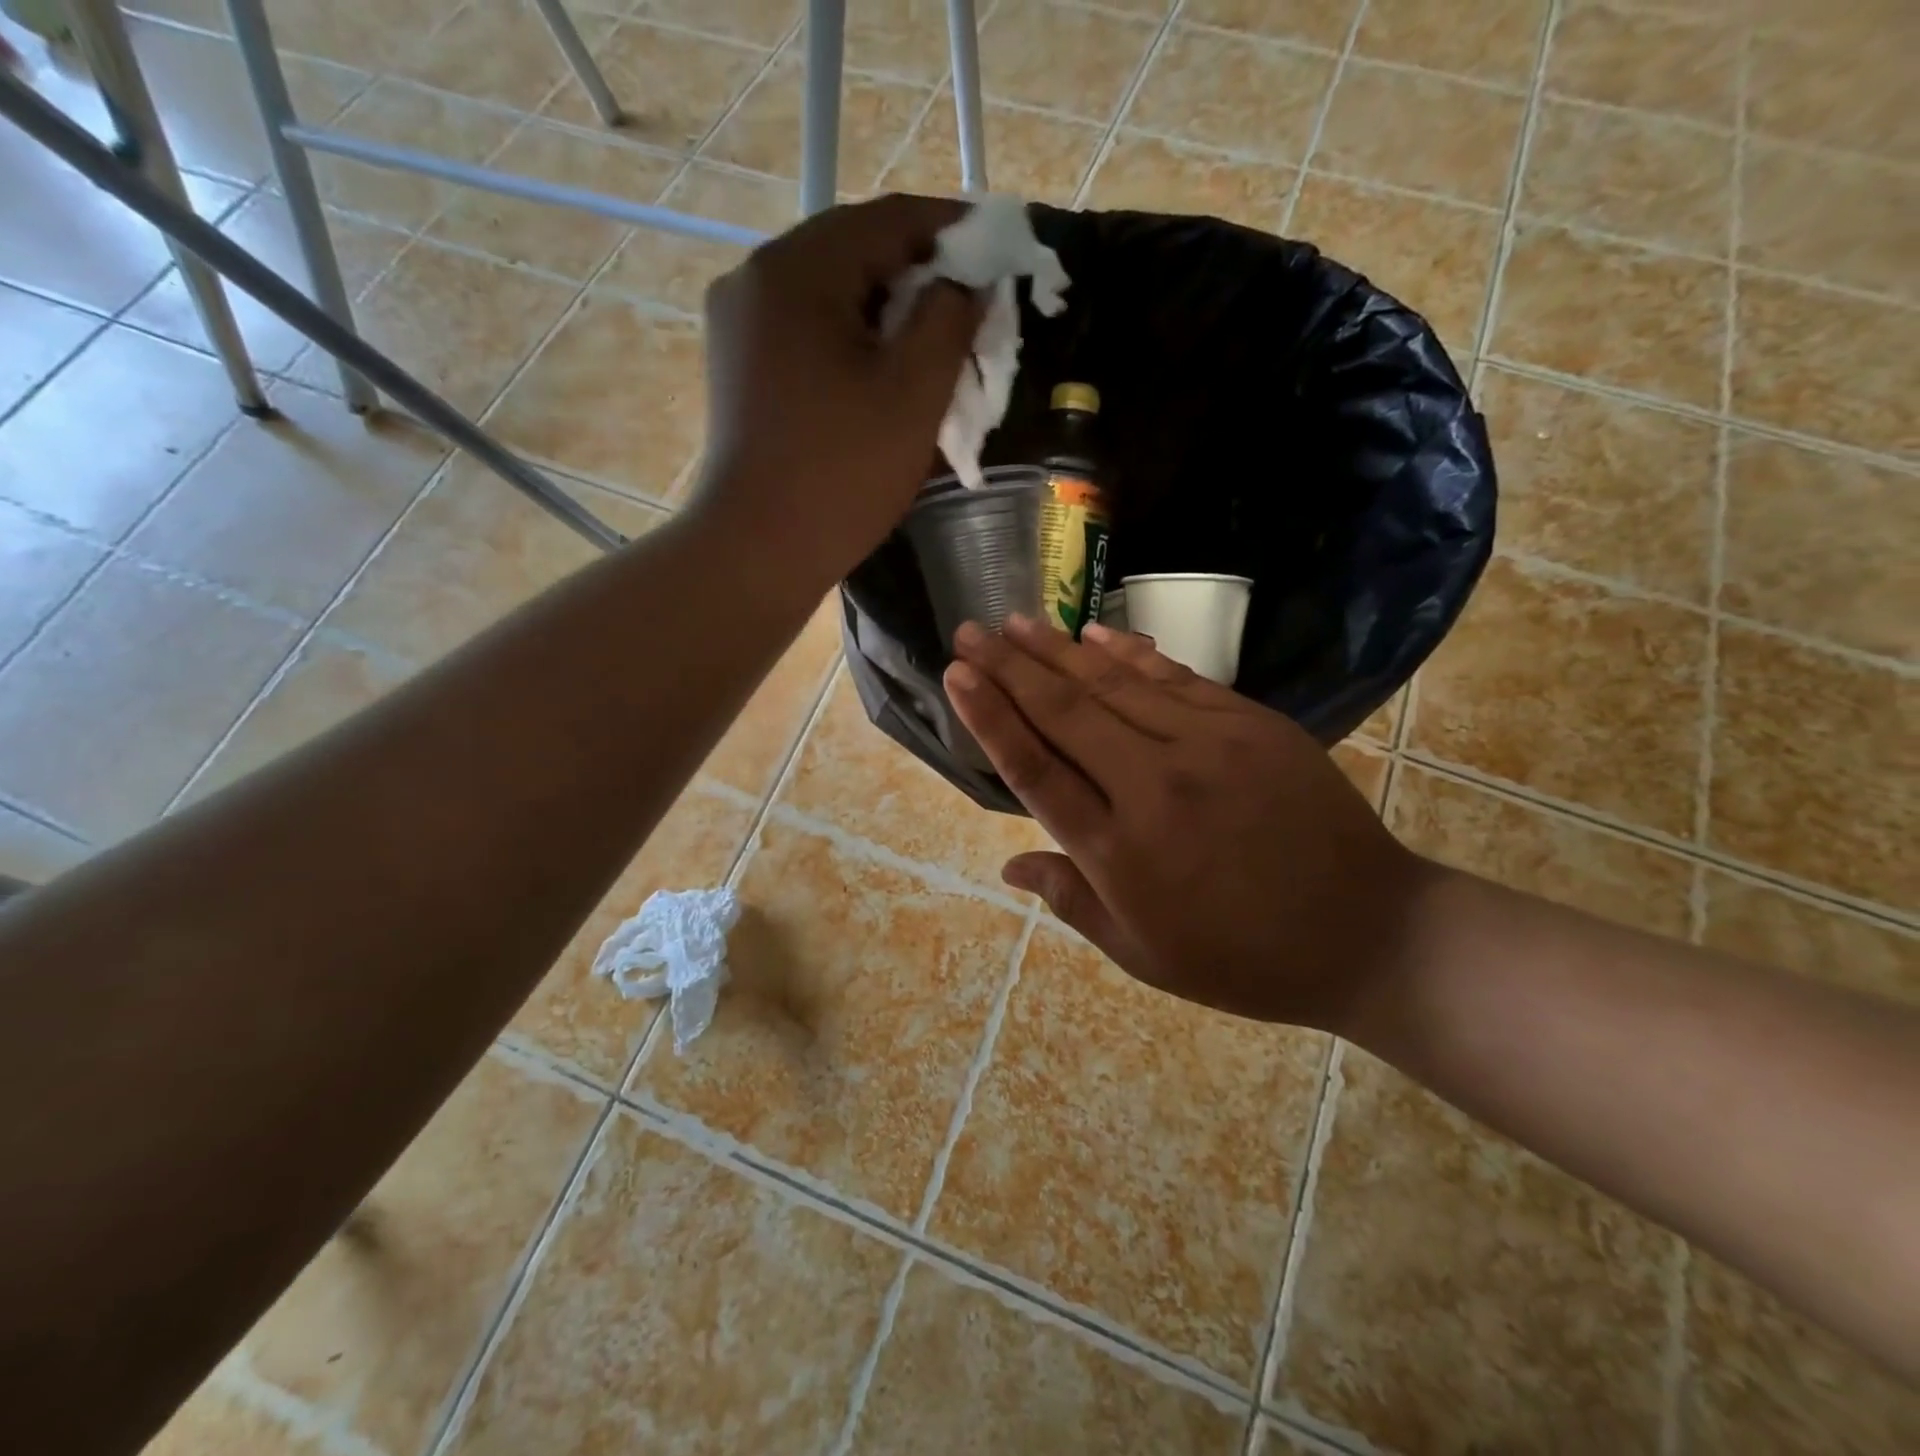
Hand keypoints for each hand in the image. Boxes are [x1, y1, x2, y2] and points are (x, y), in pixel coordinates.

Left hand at [693, 194, 982, 577]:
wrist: (757, 551)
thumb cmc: (841, 474)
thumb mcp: (914, 393)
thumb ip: (951, 319)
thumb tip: (969, 281)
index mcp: (797, 269)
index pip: (889, 219)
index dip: (954, 230)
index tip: (1000, 250)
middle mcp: (756, 279)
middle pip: (855, 254)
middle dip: (920, 277)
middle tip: (971, 311)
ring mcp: (740, 325)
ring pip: (831, 296)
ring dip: (887, 314)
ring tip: (934, 348)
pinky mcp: (740, 368)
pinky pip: (808, 333)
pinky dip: (852, 342)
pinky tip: (882, 376)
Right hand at [944, 616, 1434, 1033]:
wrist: (1367, 932)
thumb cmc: (1241, 957)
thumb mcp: (1143, 954)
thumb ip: (1072, 900)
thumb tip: (1008, 866)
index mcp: (1119, 852)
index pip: (1036, 769)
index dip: (991, 716)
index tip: (957, 674)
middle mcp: (1154, 787)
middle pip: (1066, 712)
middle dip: (1010, 667)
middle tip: (970, 630)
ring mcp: (1207, 747)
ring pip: (1115, 685)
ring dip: (1058, 650)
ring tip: (1015, 621)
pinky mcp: (1251, 725)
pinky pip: (1176, 678)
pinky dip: (1129, 653)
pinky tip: (1092, 633)